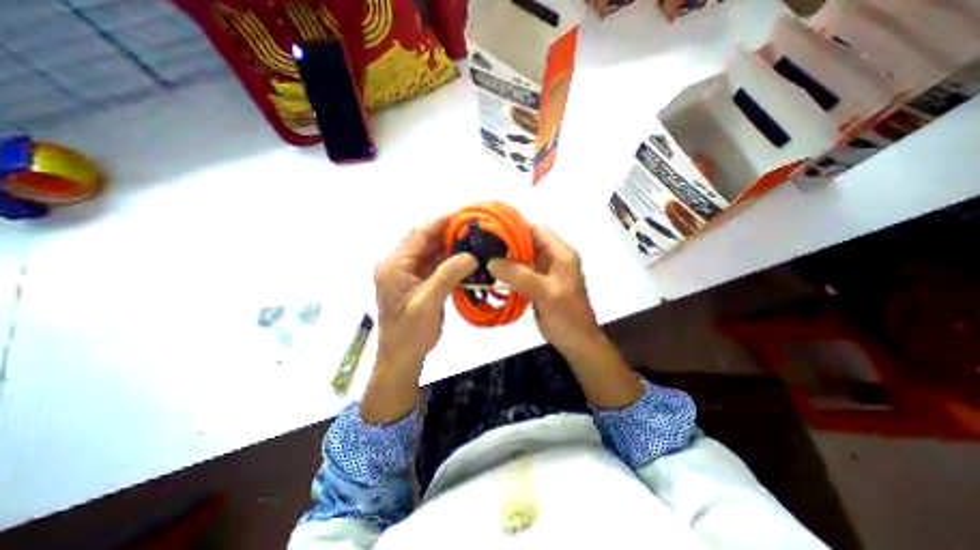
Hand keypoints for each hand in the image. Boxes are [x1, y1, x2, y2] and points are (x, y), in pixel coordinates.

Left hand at [364, 216, 478, 422]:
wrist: (402, 359)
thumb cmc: (409, 334)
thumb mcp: (427, 303)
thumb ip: (447, 276)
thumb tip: (470, 256)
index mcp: (394, 266)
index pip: (419, 235)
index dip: (441, 222)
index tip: (464, 214)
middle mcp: (400, 266)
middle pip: (425, 241)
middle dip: (449, 232)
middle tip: (474, 225)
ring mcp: (409, 275)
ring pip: (432, 253)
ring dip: (451, 246)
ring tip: (474, 239)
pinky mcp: (419, 284)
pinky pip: (436, 267)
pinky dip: (451, 262)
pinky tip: (467, 259)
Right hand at [486, 227, 600, 358]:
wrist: (576, 342)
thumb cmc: (568, 316)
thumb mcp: (546, 292)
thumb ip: (520, 275)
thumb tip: (491, 262)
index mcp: (560, 253)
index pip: (536, 228)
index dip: (515, 222)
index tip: (492, 221)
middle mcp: (552, 257)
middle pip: (527, 240)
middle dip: (505, 238)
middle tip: (481, 238)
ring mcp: (543, 271)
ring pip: (521, 255)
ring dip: (504, 254)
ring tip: (481, 251)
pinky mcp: (536, 283)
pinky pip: (519, 270)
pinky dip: (506, 269)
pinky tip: (491, 270)